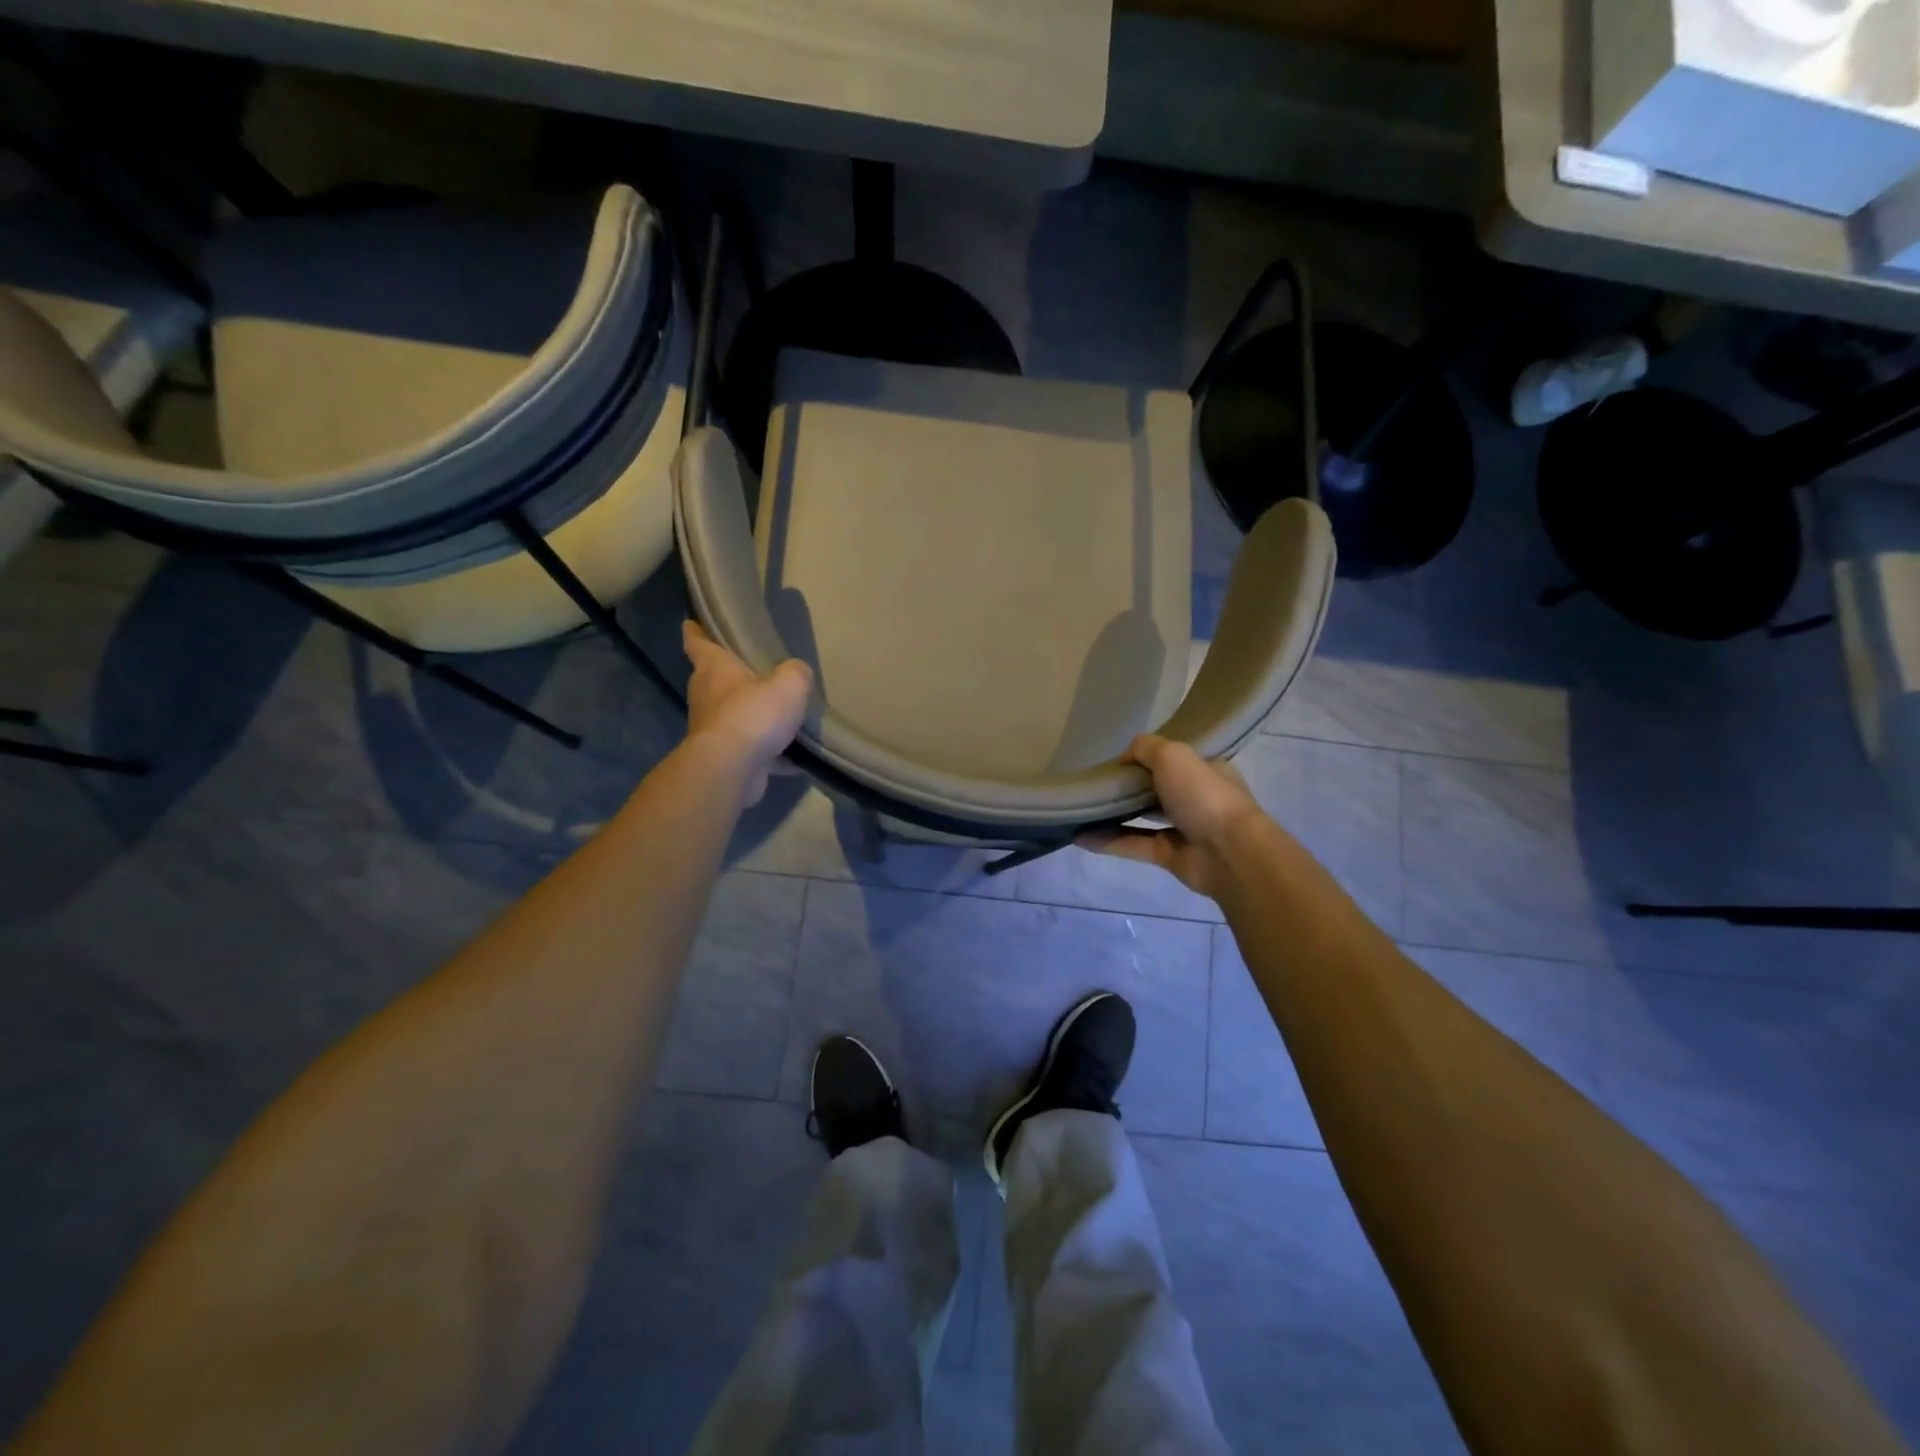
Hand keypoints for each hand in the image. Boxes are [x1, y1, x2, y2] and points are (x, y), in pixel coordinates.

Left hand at [682, 621, 813, 806]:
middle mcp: (706, 696)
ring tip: (777, 715)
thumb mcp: (789, 685)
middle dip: (728, 676)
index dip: (695, 632)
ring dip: (748, 715)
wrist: (731, 768)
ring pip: (730, 716)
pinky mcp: (723, 758)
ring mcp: (712, 730)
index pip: (697, 643)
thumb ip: (796, 673)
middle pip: (712, 679)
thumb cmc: (753, 715)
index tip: (690, 624)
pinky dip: (766, 753)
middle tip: (751, 670)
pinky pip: (749, 750)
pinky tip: (792, 757)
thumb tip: (797, 672)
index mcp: (714, 669)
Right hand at [1080, 734, 1269, 898]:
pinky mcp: (1169, 855)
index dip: (1145, 756)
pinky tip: (1080, 836)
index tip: (1116, 758)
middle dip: (1127, 785)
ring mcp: (1183, 828)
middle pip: (1155, 787)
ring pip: (1142, 817)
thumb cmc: (1204, 796)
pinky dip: (1108, 841)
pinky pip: (1133, 844)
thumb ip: (1145, 748)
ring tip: (1081, 808)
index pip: (1173, 757)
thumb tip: (1123, 757)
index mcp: (1205, 769)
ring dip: (1113, 814)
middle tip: (1094, 782)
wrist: (1230, 853)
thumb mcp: (1173, 755)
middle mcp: (1195, 797)